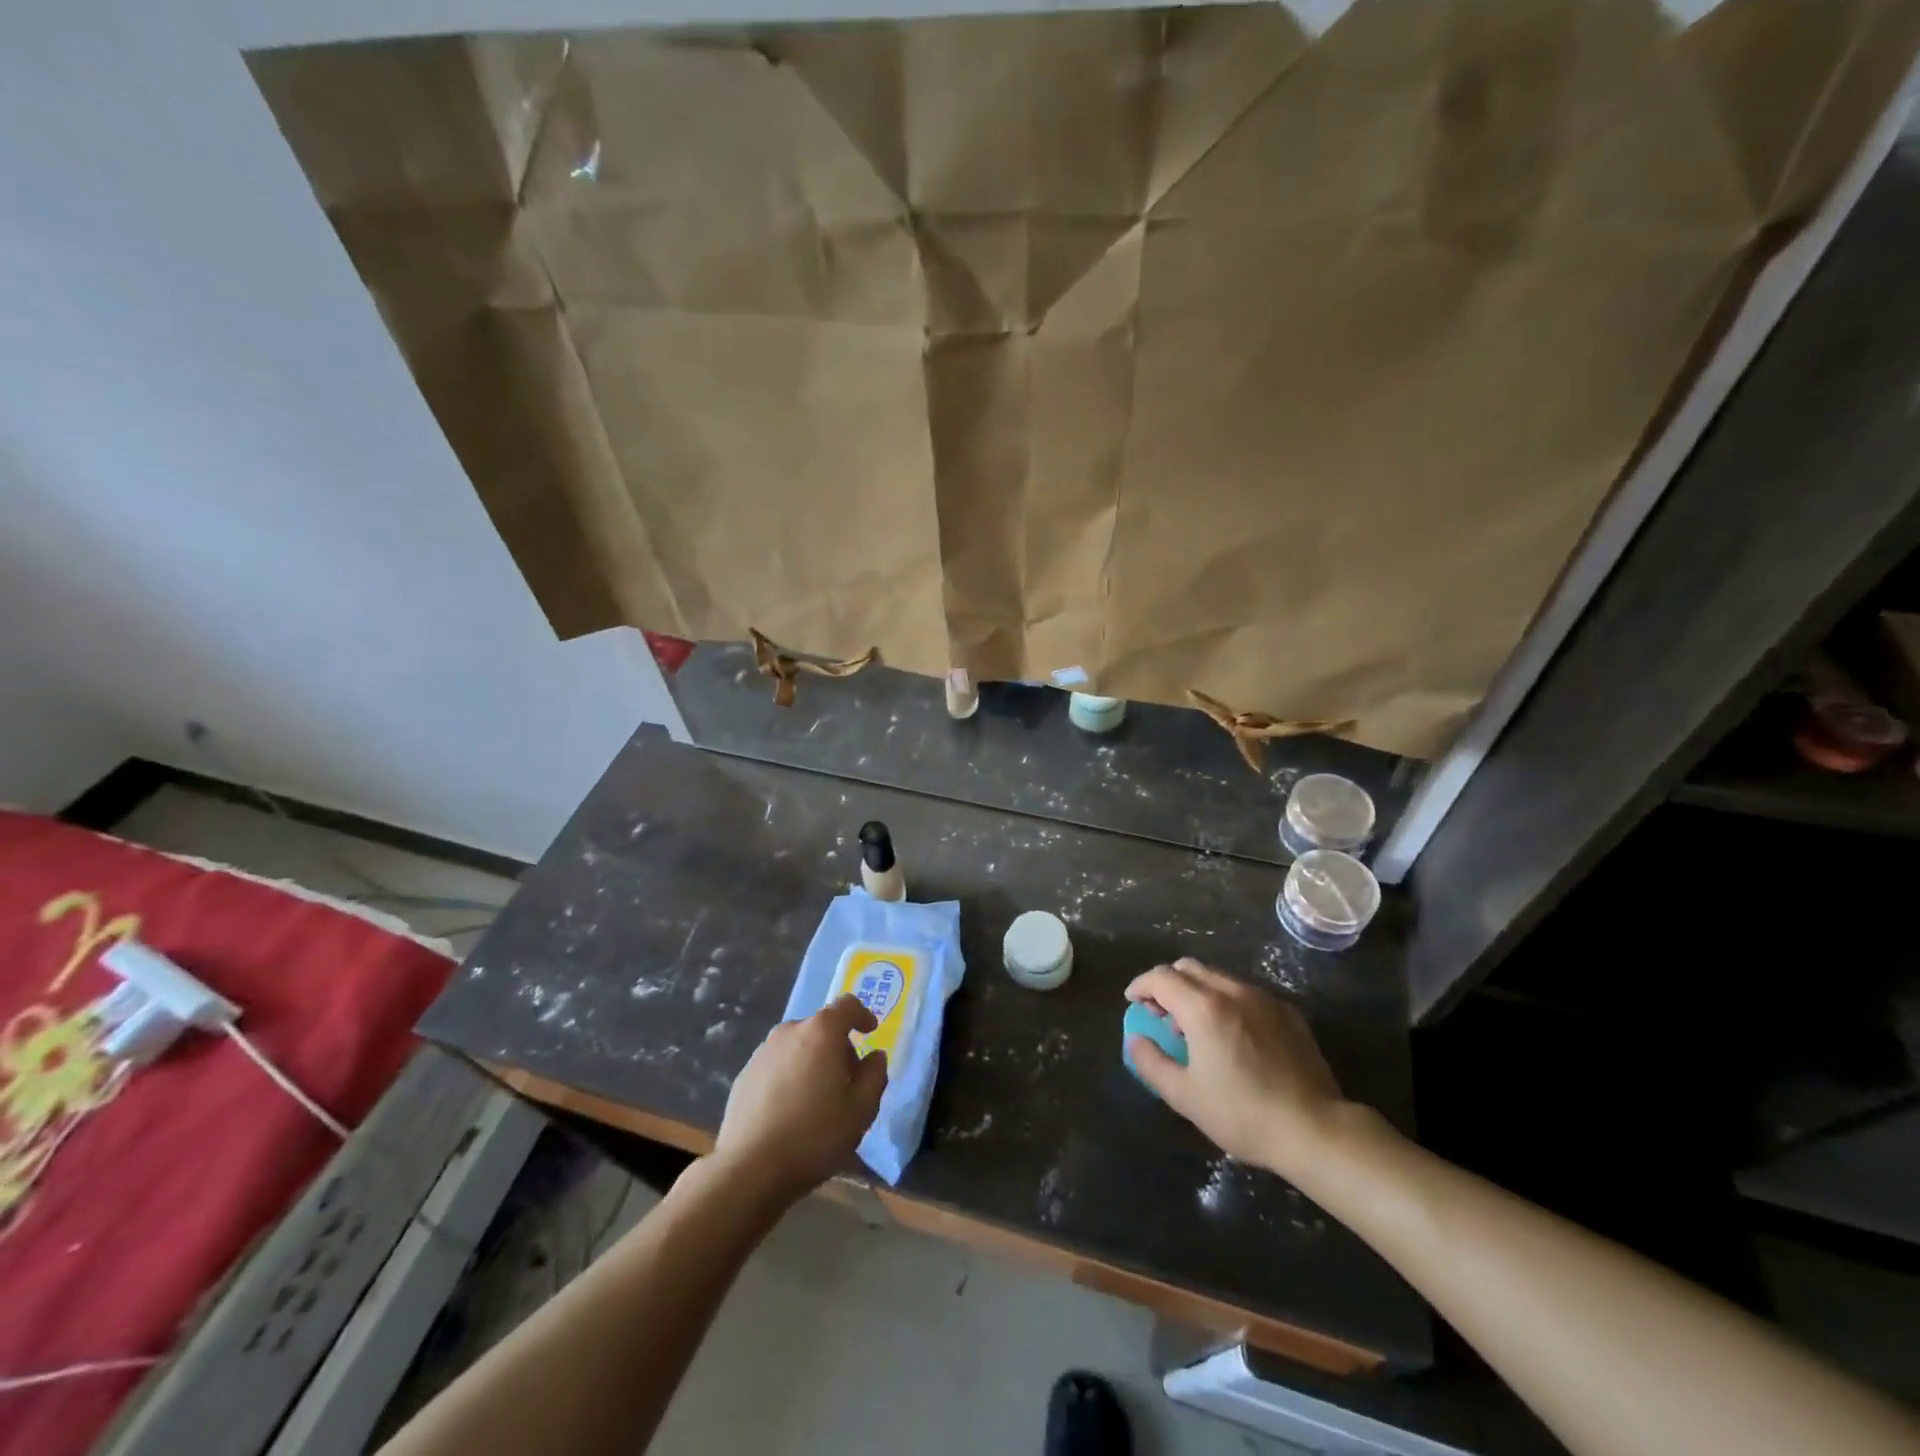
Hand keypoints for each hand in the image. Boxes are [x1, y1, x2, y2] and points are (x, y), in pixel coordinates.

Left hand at [713, 996, 888, 1203]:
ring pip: (797, 1046)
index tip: (870, 1031)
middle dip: (837, 1047)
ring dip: (811, 1061)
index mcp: (821, 1032)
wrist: (750, 1169)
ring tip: (816, 1099)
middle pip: (821, 1027)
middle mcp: (790, 1031)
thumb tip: (875, 1056)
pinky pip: (776, 1065)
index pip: (847, 1005)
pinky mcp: (744, 1075)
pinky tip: (789, 1110)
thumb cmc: (815, 1135)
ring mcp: (762, 1052)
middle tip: (846, 1081)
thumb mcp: (861, 1110)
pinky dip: (788, 1076)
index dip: (862, 1015)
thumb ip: (875, 1076)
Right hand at [1126, 958, 1346, 1177]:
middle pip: (1189, 967)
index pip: (1161, 977)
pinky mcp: (1287, 1012)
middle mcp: (1232, 991)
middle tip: (1160, 1012)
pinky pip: (1246, 992)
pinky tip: (1232, 1034)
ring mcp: (1264, 998)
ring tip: (1195, 1026)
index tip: (1133, 1002)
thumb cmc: (1242, 1114)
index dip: (1141, 985)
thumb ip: (1151, 1062)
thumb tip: (1135, 1039)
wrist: (1315, 1129)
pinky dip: (1226, 1001)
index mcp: (1203, 1008)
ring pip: (1219, 977)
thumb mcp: (1184, 1096)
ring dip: (1197, 991)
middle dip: (1167, 983)